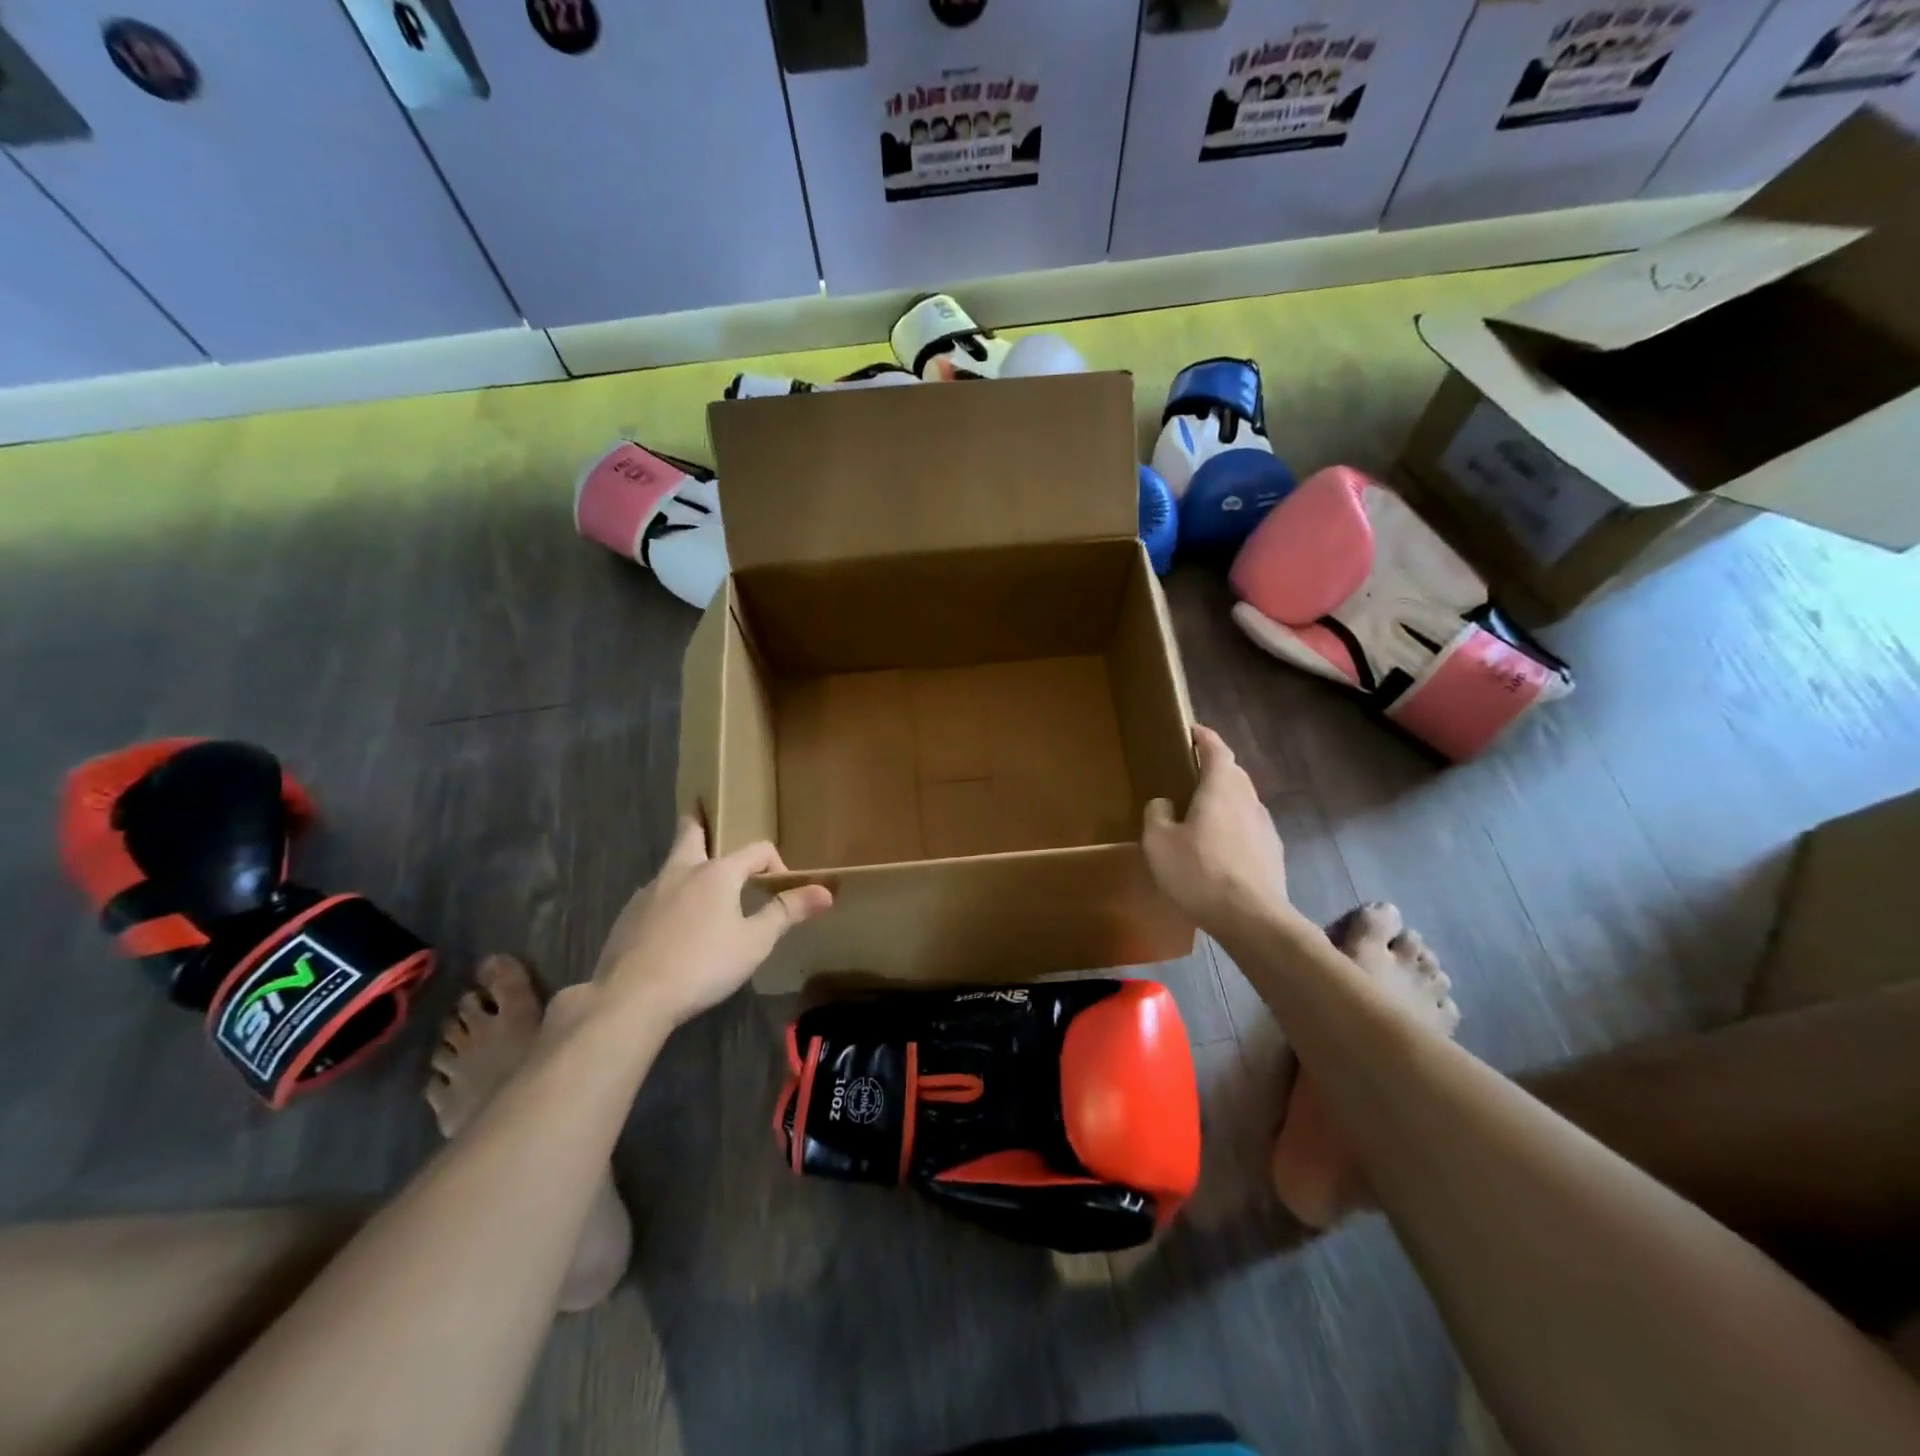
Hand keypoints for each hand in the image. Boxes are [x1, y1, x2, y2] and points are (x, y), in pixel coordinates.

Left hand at [591, 818, 832, 1028]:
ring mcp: (648, 893)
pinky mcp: (626, 917)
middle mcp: (680, 872)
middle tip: (708, 826)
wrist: (631, 997)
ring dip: (687, 871)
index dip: (775, 864)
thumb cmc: (702, 965)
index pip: (756, 850)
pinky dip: (667, 902)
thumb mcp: (754, 942)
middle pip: (690, 834)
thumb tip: (825, 891)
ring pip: (670, 867)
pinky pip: (653, 898)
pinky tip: (672, 931)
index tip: (781, 890)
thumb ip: (787, 912)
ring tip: (700, 894)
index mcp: (717, 873)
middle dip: (701, 827)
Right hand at [1142, 725, 1292, 936]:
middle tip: (1193, 772)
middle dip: (1216, 767)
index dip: (1205, 737)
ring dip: (1226, 798)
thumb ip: (1157, 814)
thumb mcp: (1158, 843)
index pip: (1217, 750)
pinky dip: (1235, 825)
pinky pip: (1250, 827)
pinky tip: (1221, 846)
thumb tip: (1164, 804)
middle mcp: (1248, 800)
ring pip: (1244, 800)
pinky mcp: (1273, 853)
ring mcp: (1265, 827)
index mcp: (1221, 789)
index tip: (1193, 731)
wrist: (1252, 918)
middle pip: (1234, 773)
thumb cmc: (1199, 872)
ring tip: (1204, 811)